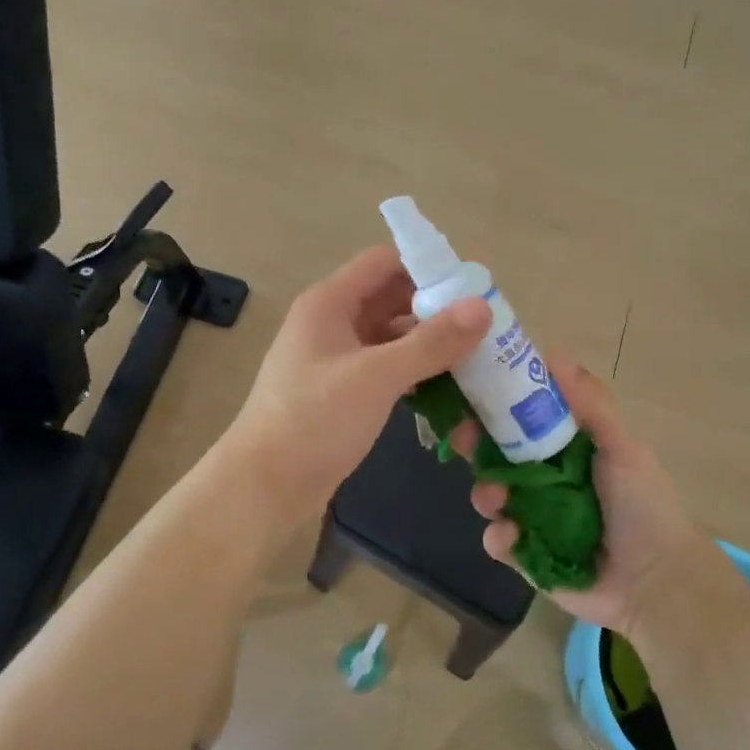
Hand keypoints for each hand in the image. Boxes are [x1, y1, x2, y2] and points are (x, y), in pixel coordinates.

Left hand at [224, 247, 488, 524]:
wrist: (265, 486)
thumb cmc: (314, 420)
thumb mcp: (376, 377)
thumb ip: (431, 342)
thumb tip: (482, 306)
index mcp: (329, 303)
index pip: (383, 263)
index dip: (426, 268)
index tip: (471, 289)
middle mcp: (331, 323)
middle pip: (390, 299)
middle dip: (435, 310)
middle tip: (484, 328)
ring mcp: (334, 359)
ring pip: (390, 337)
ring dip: (427, 345)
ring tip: (475, 359)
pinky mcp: (340, 392)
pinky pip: (384, 369)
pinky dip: (413, 372)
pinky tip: (444, 388)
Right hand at [463, 356, 708, 635]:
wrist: (656, 583)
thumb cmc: (644, 506)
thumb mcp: (622, 447)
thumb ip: (590, 404)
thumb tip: (551, 353)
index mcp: (566, 447)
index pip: (523, 415)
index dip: (497, 401)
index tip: (475, 388)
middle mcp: (544, 477)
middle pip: (496, 452)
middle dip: (475, 443)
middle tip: (463, 439)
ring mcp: (532, 516)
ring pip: (489, 494)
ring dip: (485, 492)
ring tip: (496, 501)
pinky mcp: (526, 554)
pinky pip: (497, 539)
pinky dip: (499, 537)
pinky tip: (513, 538)